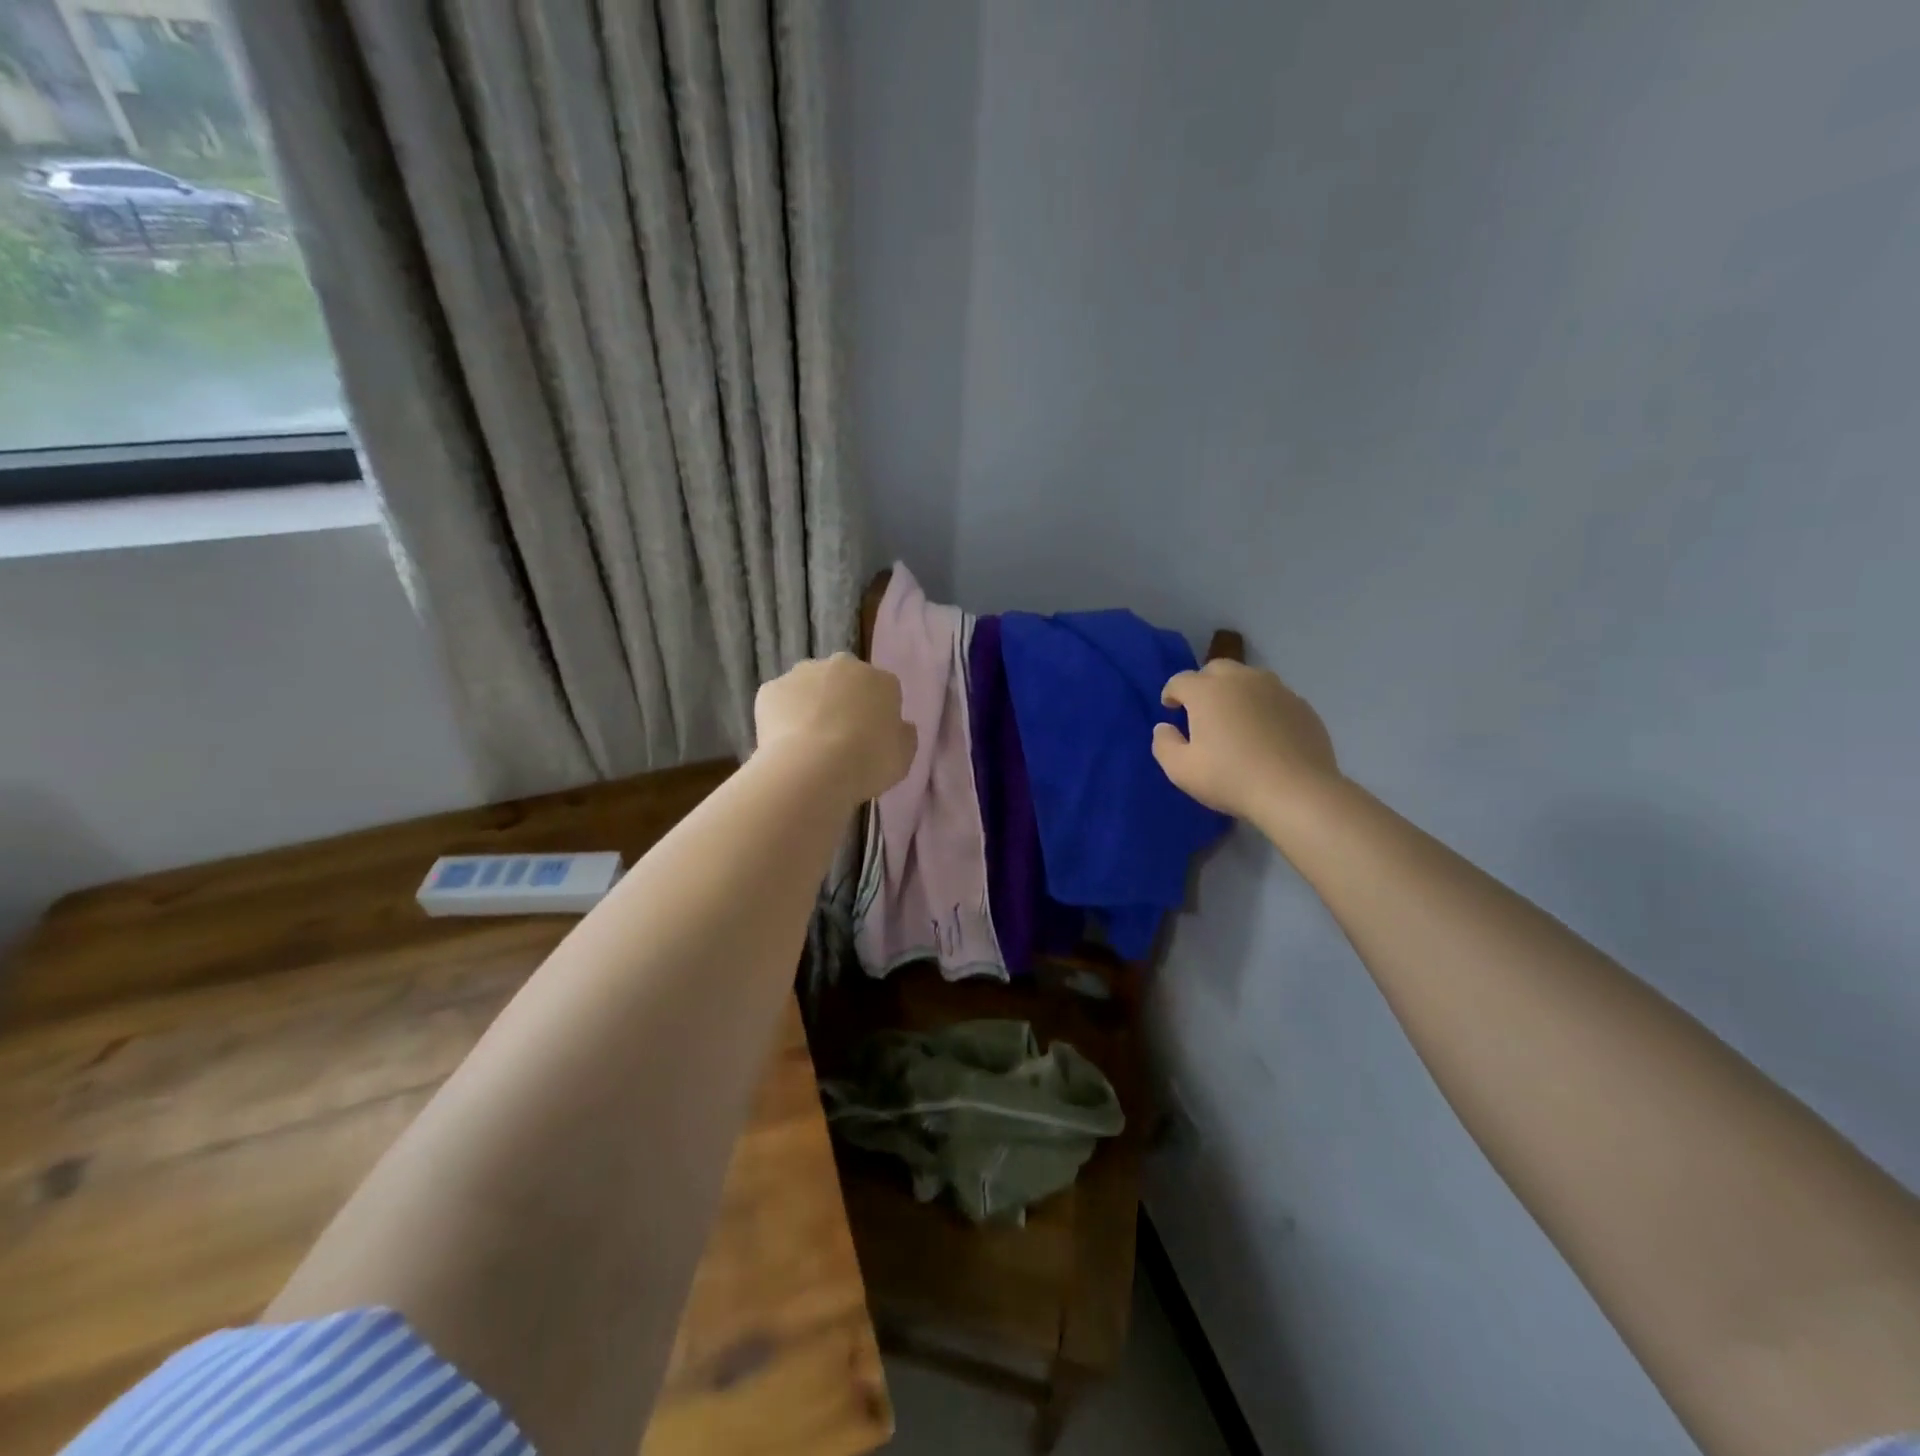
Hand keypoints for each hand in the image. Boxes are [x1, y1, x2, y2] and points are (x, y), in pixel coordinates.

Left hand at [754, 653, 915, 803]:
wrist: (813, 769)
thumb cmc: (868, 763)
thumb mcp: (904, 757)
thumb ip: (903, 736)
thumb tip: (900, 725)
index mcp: (881, 680)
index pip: (883, 689)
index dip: (876, 714)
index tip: (871, 738)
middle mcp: (843, 666)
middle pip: (844, 680)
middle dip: (842, 701)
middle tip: (839, 737)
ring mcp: (803, 673)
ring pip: (809, 686)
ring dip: (810, 705)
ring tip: (808, 743)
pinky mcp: (771, 688)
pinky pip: (780, 701)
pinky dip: (782, 717)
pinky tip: (785, 743)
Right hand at [1153, 660, 1339, 819]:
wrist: (1296, 792)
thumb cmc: (1230, 779)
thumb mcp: (1180, 770)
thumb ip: (1163, 744)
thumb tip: (1165, 727)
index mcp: (1207, 691)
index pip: (1180, 680)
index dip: (1171, 693)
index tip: (1171, 709)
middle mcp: (1241, 680)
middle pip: (1216, 669)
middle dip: (1203, 684)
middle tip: (1201, 710)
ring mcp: (1276, 689)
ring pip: (1248, 678)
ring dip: (1235, 691)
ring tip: (1234, 717)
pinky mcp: (1301, 705)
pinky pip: (1274, 697)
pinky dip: (1263, 706)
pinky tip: (1264, 732)